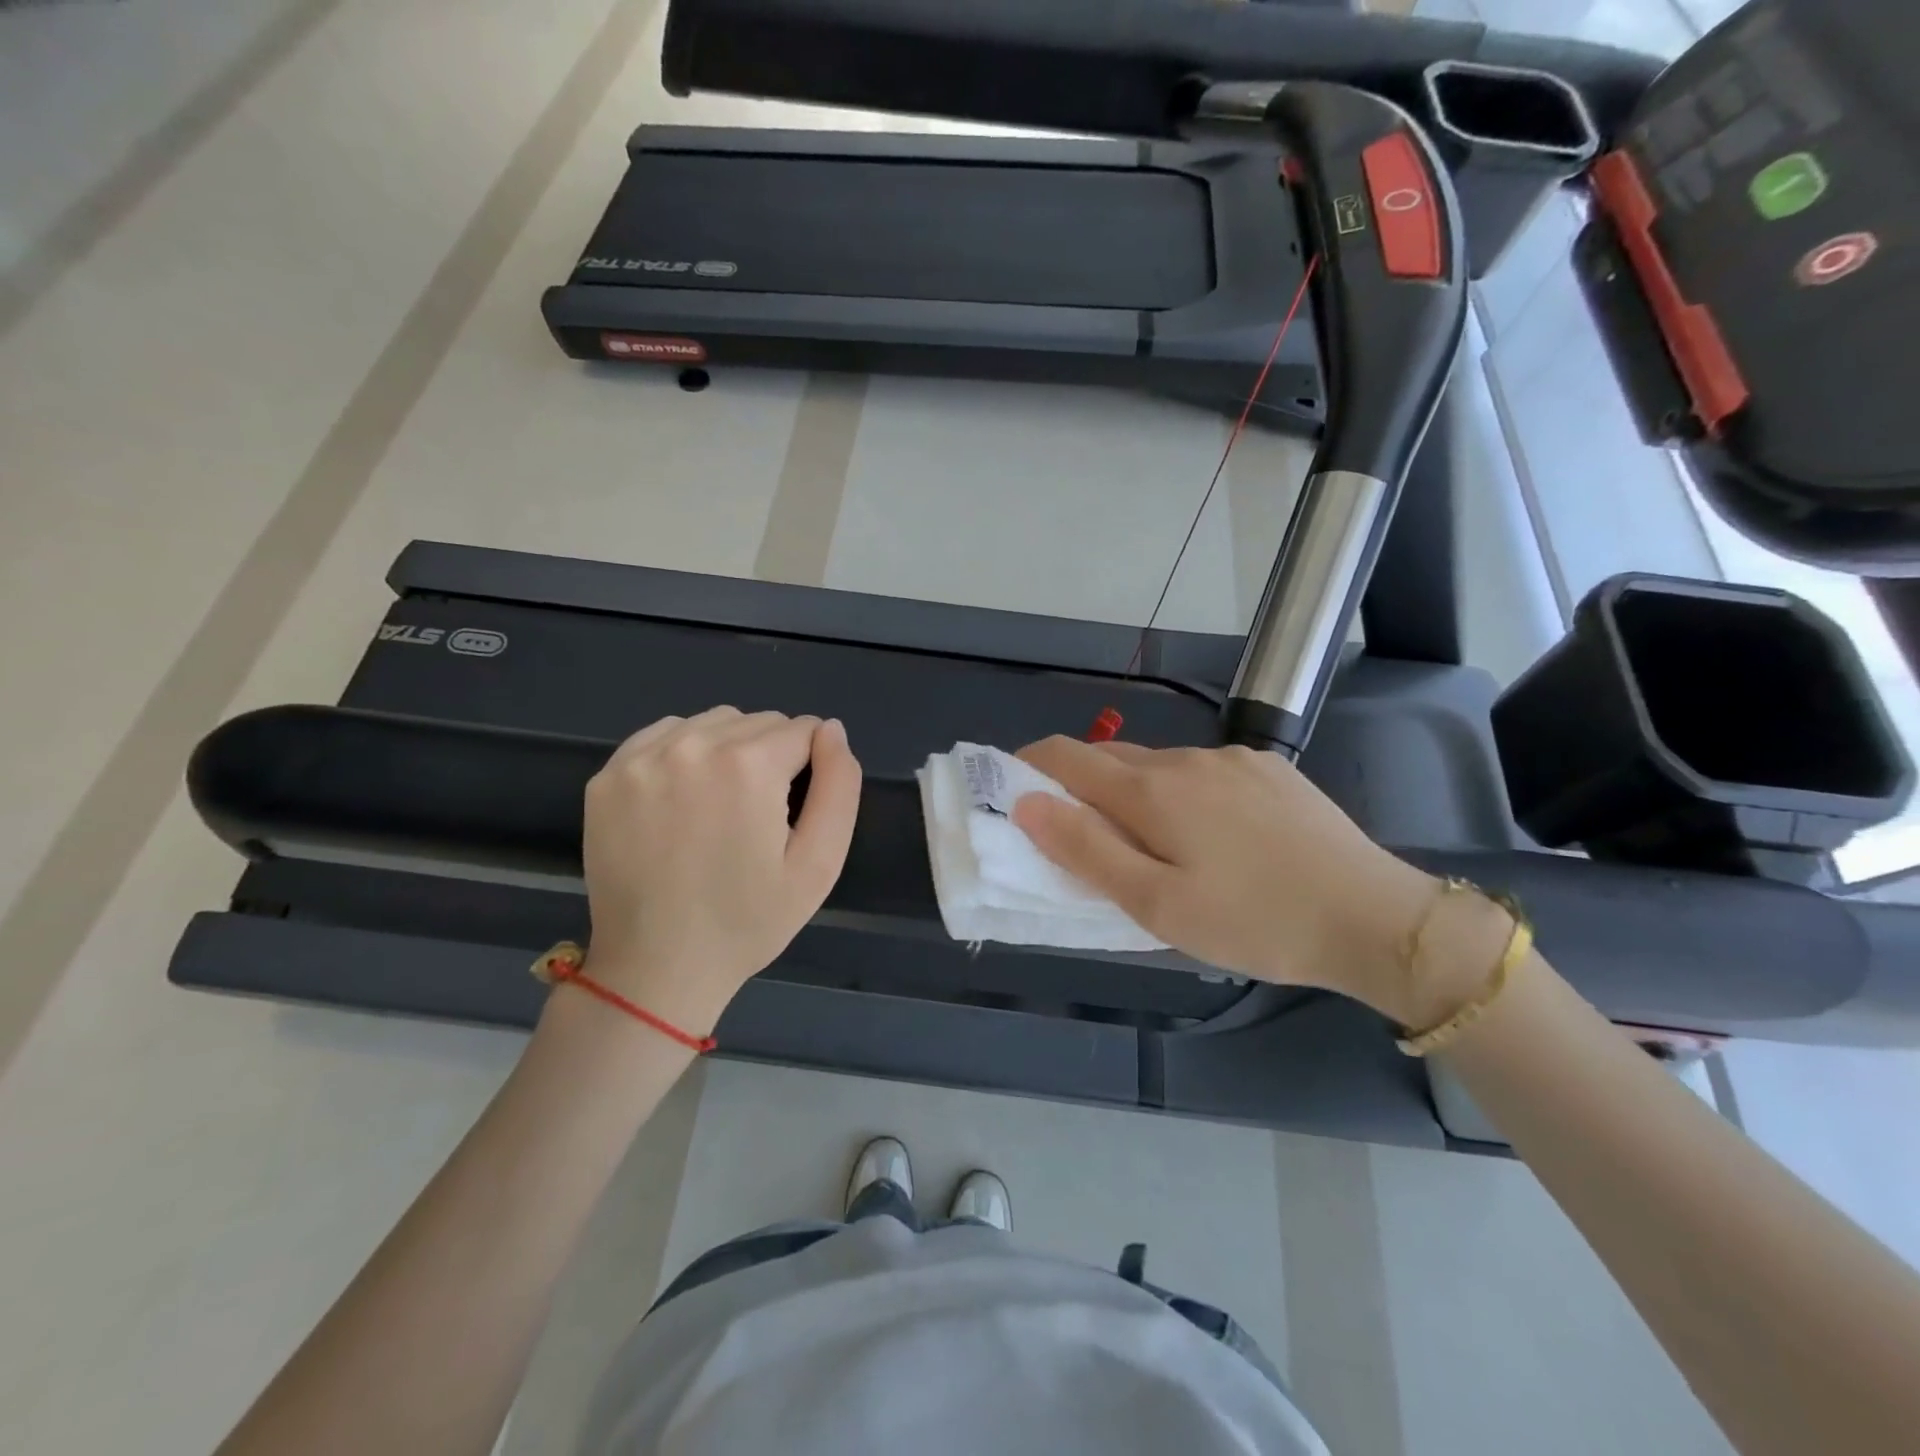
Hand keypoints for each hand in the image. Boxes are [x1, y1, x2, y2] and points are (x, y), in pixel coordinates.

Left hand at [577, 708, 861, 1034]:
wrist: (656, 967)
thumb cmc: (747, 921)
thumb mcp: (819, 864)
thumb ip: (839, 786)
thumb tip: (831, 729)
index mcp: (749, 766)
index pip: (804, 730)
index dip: (811, 767)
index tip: (793, 811)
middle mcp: (693, 745)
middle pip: (759, 722)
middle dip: (772, 756)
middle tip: (759, 816)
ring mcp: (643, 758)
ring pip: (713, 723)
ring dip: (729, 750)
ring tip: (721, 807)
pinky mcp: (609, 775)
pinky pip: (665, 735)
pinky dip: (684, 753)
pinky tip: (683, 799)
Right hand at [1012, 738, 1442, 1021]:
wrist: (1375, 917)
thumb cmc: (1254, 922)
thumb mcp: (1158, 906)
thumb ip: (1086, 851)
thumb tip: (1029, 803)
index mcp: (1152, 791)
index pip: (1067, 757)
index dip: (1029, 765)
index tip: (1013, 789)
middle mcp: (1186, 759)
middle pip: (1110, 759)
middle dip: (1081, 786)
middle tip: (1082, 836)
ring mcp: (1232, 759)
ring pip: (1158, 765)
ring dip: (1134, 792)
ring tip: (1151, 845)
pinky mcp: (1268, 769)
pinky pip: (1202, 771)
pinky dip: (1180, 792)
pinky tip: (1210, 836)